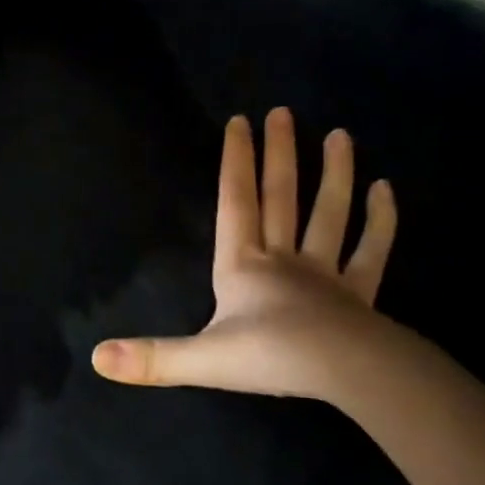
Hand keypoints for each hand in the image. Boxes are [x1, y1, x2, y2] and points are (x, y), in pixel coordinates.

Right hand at [93, 108, 424, 410]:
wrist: (344, 373)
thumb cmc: (270, 357)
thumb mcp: (202, 359)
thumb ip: (153, 358)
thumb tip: (98, 358)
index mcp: (243, 266)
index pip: (236, 202)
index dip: (236, 161)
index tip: (240, 121)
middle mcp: (282, 259)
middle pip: (280, 197)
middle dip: (279, 154)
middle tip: (282, 112)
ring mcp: (325, 273)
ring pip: (329, 214)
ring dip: (335, 175)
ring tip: (341, 135)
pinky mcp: (359, 293)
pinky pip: (371, 251)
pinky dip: (380, 221)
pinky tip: (386, 190)